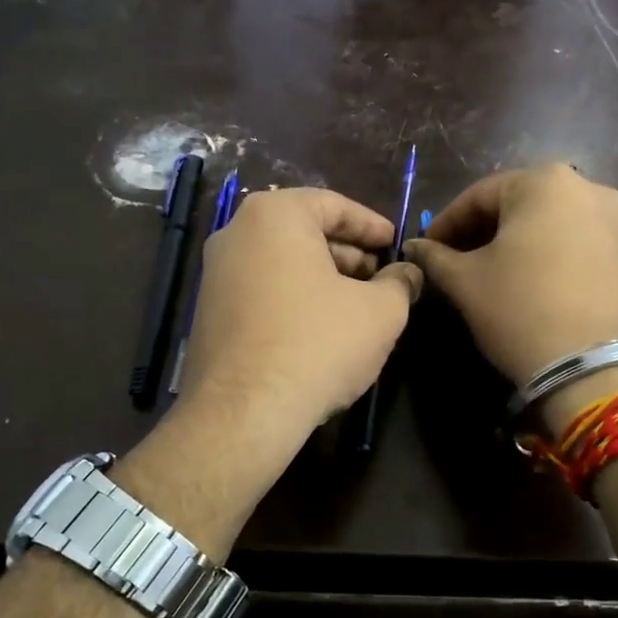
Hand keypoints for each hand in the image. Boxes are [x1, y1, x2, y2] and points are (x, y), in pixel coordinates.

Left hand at [111, 188, 419, 557]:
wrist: (243, 413)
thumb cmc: (318, 344)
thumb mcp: (381, 311)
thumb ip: (401, 283)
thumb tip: (409, 273)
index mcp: (275, 215)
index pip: (333, 205)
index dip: (372, 225)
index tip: (395, 243)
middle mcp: (236, 232)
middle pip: (304, 232)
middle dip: (347, 253)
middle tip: (380, 276)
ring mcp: (215, 273)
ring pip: (282, 262)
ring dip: (322, 277)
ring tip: (356, 305)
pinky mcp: (209, 311)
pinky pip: (261, 289)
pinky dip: (294, 297)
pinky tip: (320, 328)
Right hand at [404, 163, 617, 405]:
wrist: (592, 368)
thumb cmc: (520, 309)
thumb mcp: (466, 282)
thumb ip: (434, 257)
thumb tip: (413, 247)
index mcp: (543, 181)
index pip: (477, 196)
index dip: (444, 224)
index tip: (423, 250)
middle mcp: (584, 186)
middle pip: (514, 204)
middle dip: (478, 232)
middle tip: (450, 262)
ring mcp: (611, 217)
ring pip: (543, 222)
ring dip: (509, 242)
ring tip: (482, 273)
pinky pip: (569, 239)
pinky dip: (540, 252)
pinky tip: (521, 280)